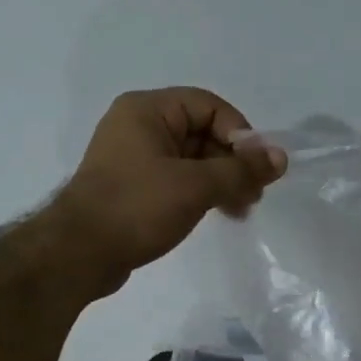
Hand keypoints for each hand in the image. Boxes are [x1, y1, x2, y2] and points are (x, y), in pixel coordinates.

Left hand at [53, 87, 285, 286]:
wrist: (79, 254)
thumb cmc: (137, 208)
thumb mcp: (195, 186)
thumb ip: (240, 170)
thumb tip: (281, 158)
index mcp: (148, 110)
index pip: (209, 107)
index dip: (240, 133)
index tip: (258, 168)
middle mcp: (139, 126)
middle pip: (202, 133)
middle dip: (233, 162)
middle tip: (255, 194)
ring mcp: (134, 159)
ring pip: (192, 160)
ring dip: (221, 181)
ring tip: (242, 210)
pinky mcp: (133, 189)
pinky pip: (176, 181)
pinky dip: (201, 194)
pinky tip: (219, 214)